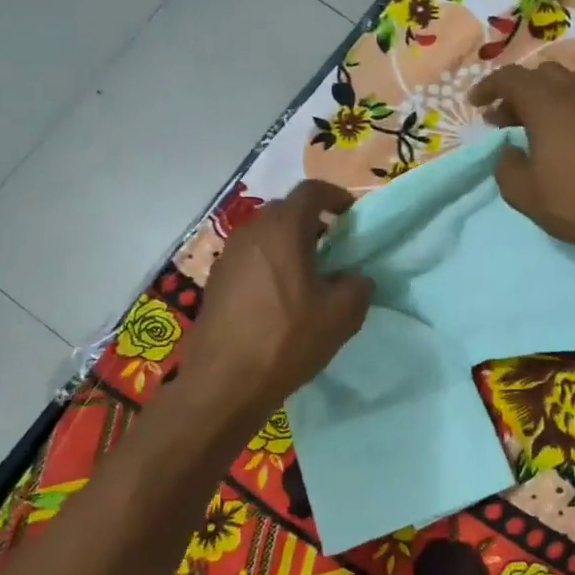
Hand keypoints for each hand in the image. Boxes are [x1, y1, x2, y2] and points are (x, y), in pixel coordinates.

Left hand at [173, 181, 373, 416]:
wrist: (224, 383)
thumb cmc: (287, 339)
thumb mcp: (342, 315)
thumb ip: (358, 286)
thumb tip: (354, 279)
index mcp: (282, 230)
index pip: (311, 191)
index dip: (336, 197)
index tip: (352, 217)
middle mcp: (251, 233)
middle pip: (286, 212)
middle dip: (313, 223)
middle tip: (335, 249)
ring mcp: (228, 257)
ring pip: (266, 236)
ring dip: (290, 246)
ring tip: (310, 277)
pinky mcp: (216, 282)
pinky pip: (251, 259)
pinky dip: (271, 266)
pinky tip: (282, 300)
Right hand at [468, 66, 574, 276]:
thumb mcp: (523, 194)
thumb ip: (505, 164)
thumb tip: (510, 149)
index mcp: (547, 104)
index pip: (510, 78)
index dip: (488, 87)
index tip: (477, 104)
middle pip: (542, 74)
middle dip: (519, 91)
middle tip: (508, 119)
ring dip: (553, 91)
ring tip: (547, 116)